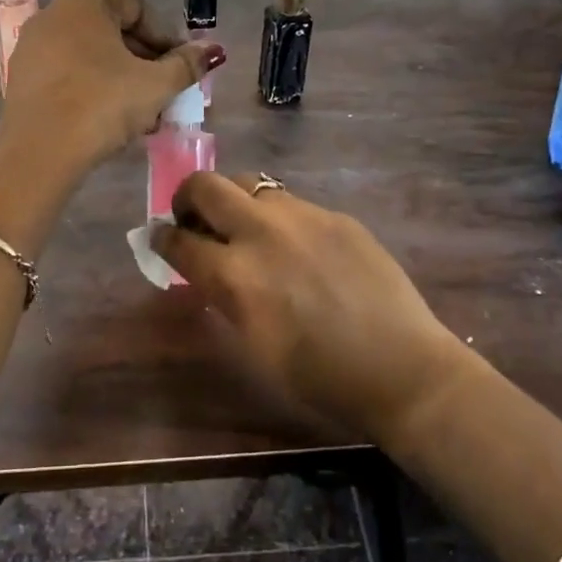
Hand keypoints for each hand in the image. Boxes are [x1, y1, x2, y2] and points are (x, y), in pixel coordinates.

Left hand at [2, 0, 225, 170]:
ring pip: (92, 57)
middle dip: (146, 62)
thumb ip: (186, 64)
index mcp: (85, 2)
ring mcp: (32, 47)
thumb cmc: (103, 104)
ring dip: (123, 80)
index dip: (168, 38)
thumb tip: (212, 51)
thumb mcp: (156, 85)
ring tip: (145, 113)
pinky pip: (69, 75)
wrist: (40, 152)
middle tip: (168, 92)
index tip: (184, 67)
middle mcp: (53, 14)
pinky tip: (112, 120)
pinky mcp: (22, 79)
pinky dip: (94, 89)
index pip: (139, 9)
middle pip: (113, 32)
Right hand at [151, 174, 468, 437]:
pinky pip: (293, 203)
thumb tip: (203, 269)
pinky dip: (278, 218)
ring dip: (235, 201)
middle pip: (206, 186)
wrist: (401, 368)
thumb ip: (223, 297)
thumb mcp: (253, 345)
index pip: (179, 241)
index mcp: (235, 274)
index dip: (162, 239)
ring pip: (251, 184)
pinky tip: (297, 247)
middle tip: (193, 219)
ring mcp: (304, 216)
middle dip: (188, 198)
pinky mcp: (337, 216)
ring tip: (245, 229)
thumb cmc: (319, 377)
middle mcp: (263, 231)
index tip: (160, 239)